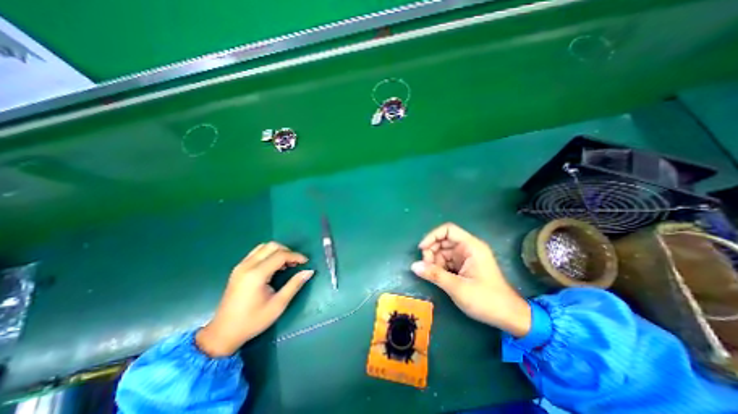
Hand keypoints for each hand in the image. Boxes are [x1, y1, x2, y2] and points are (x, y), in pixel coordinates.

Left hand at [194, 243, 312, 355]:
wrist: (223, 333)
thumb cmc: (253, 321)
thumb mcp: (278, 305)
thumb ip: (294, 285)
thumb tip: (309, 271)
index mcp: (256, 274)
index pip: (280, 255)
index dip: (296, 256)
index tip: (306, 262)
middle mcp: (247, 265)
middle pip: (272, 246)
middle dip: (287, 251)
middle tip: (296, 263)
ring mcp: (240, 266)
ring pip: (263, 247)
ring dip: (278, 251)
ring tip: (286, 264)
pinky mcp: (238, 269)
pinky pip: (256, 253)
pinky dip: (269, 254)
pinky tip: (274, 266)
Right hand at [413, 223, 527, 336]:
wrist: (509, 317)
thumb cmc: (486, 300)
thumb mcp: (457, 287)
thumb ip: (435, 275)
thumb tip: (413, 266)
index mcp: (471, 246)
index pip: (448, 230)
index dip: (432, 236)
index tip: (422, 249)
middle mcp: (468, 248)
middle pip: (443, 241)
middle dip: (431, 251)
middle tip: (426, 266)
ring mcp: (466, 258)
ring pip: (443, 252)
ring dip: (434, 261)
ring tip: (432, 274)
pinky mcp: (464, 267)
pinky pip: (446, 261)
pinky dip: (439, 267)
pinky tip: (437, 277)